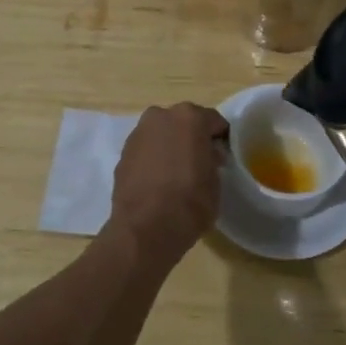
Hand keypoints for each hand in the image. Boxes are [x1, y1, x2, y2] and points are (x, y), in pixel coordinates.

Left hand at [109, 103, 228, 265]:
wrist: (145, 228)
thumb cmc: (190, 202)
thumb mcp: (216, 182)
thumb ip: (212, 161)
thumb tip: (207, 156)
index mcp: (190, 117)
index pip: (213, 121)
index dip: (220, 138)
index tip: (223, 155)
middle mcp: (161, 116)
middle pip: (183, 123)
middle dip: (192, 138)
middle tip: (200, 162)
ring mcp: (138, 133)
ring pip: (162, 134)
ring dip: (170, 146)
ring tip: (176, 173)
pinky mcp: (122, 153)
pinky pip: (146, 150)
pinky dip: (153, 159)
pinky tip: (158, 181)